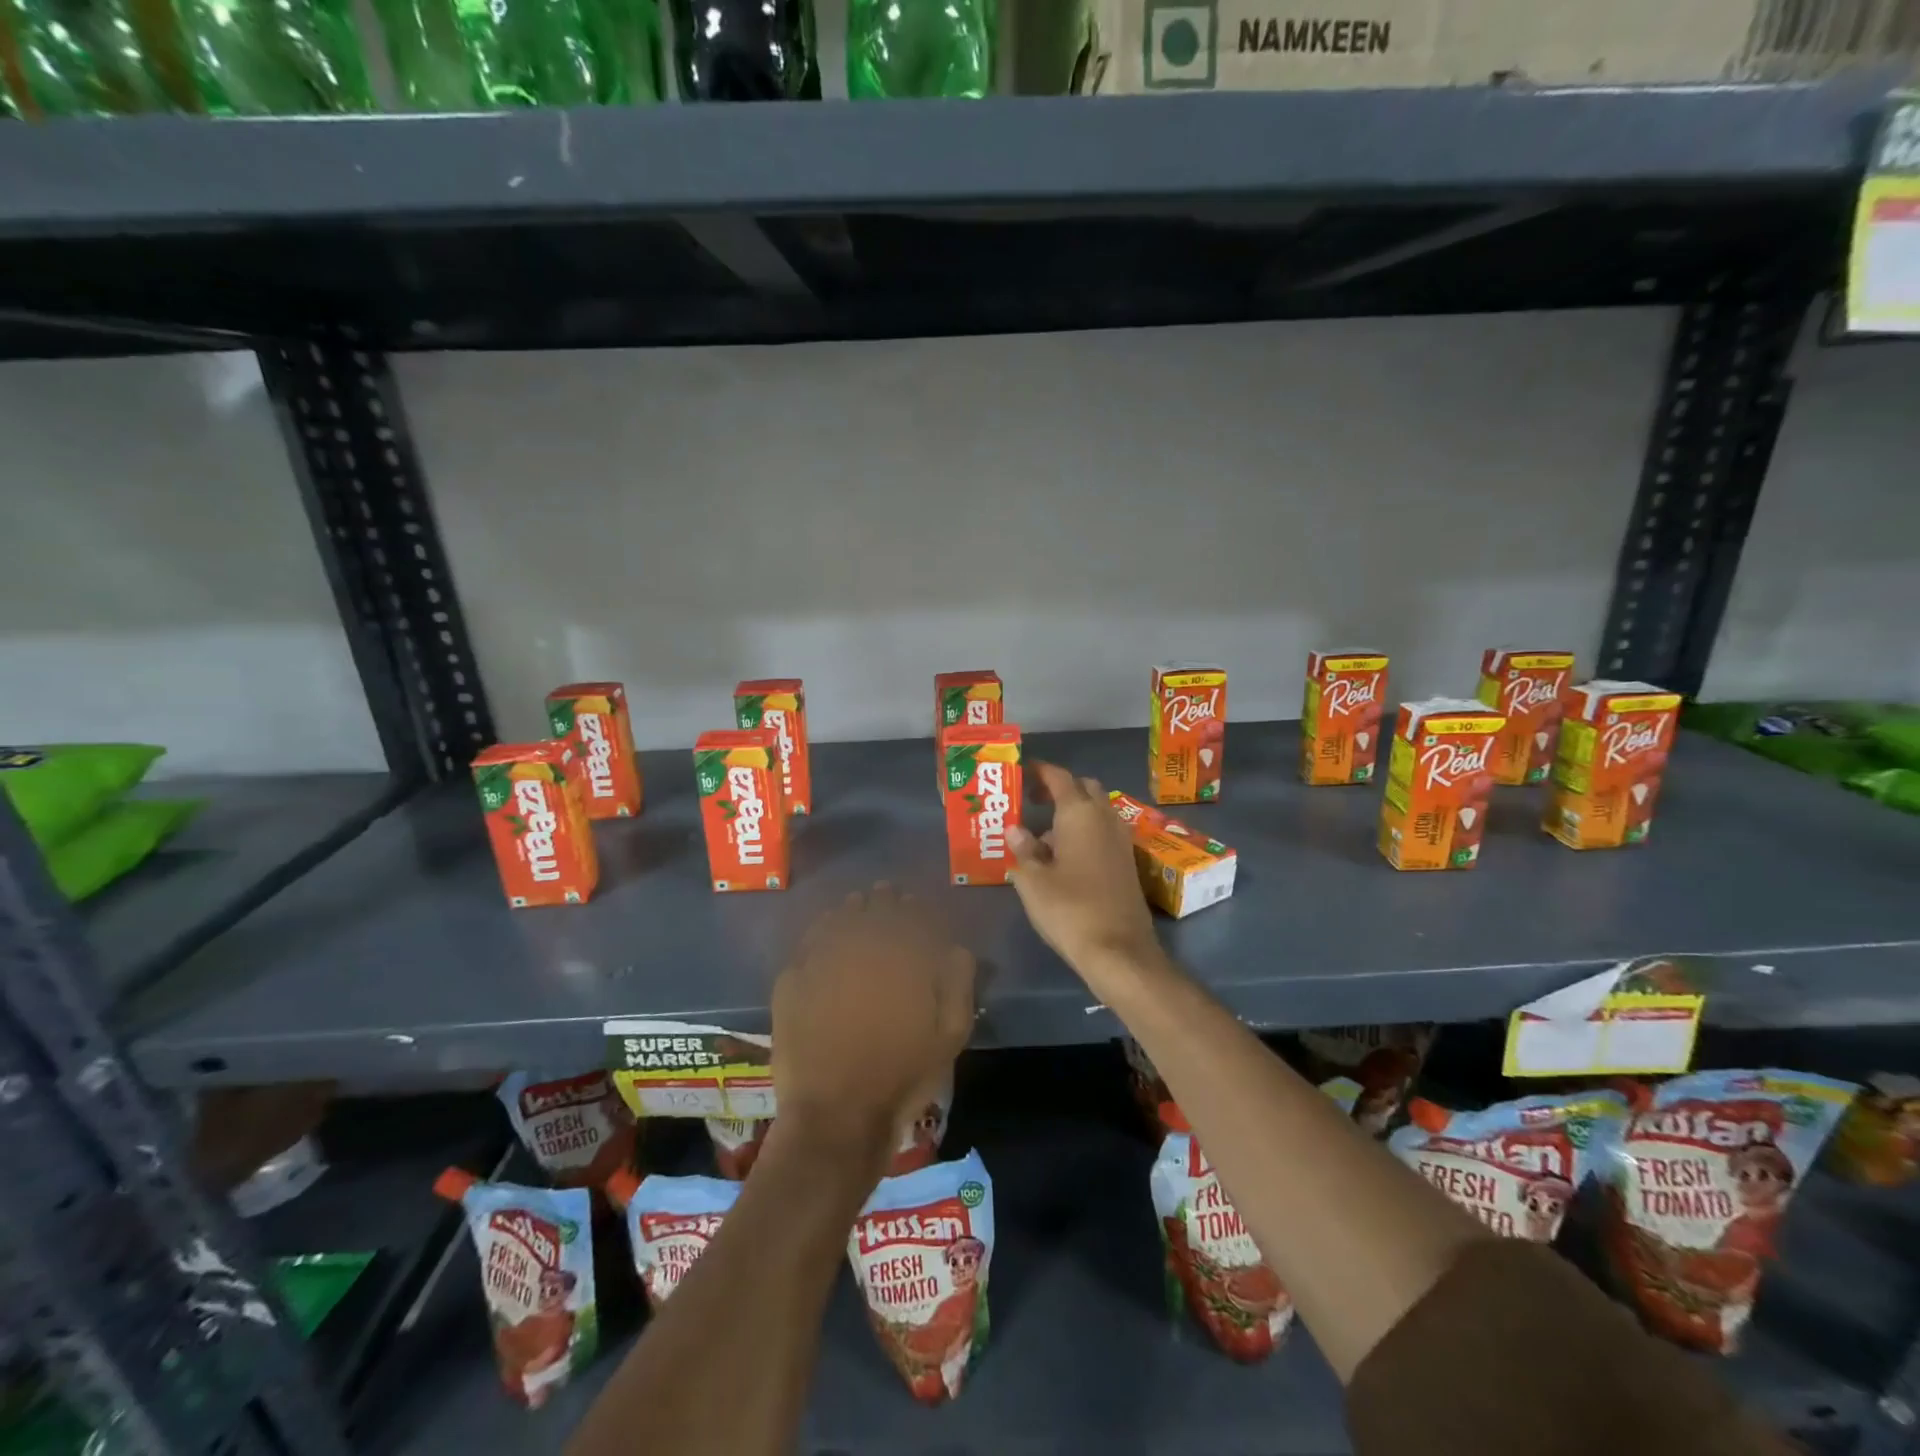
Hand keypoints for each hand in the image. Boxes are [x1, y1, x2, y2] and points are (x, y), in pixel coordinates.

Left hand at [772, 883, 974, 1170]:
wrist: (836, 1116)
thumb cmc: (901, 1076)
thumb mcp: (949, 1036)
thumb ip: (958, 983)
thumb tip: (957, 947)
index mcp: (902, 958)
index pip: (913, 915)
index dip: (917, 906)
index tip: (918, 903)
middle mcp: (862, 948)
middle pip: (875, 909)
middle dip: (885, 900)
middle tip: (889, 894)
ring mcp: (822, 961)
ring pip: (841, 918)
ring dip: (854, 908)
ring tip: (860, 905)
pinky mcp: (793, 980)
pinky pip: (809, 939)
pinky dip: (822, 927)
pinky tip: (827, 928)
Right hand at [1005, 762, 1160, 983]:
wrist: (1118, 949)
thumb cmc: (1069, 909)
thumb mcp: (1033, 880)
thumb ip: (1023, 849)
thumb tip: (1016, 829)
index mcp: (1079, 813)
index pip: (1060, 777)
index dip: (1041, 771)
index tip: (1023, 771)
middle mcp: (1104, 818)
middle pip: (1084, 788)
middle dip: (1061, 788)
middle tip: (1035, 801)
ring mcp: (1120, 839)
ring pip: (1097, 810)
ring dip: (1074, 811)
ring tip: (1045, 833)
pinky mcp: (1127, 861)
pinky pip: (1104, 831)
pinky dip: (1086, 831)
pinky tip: (1066, 855)